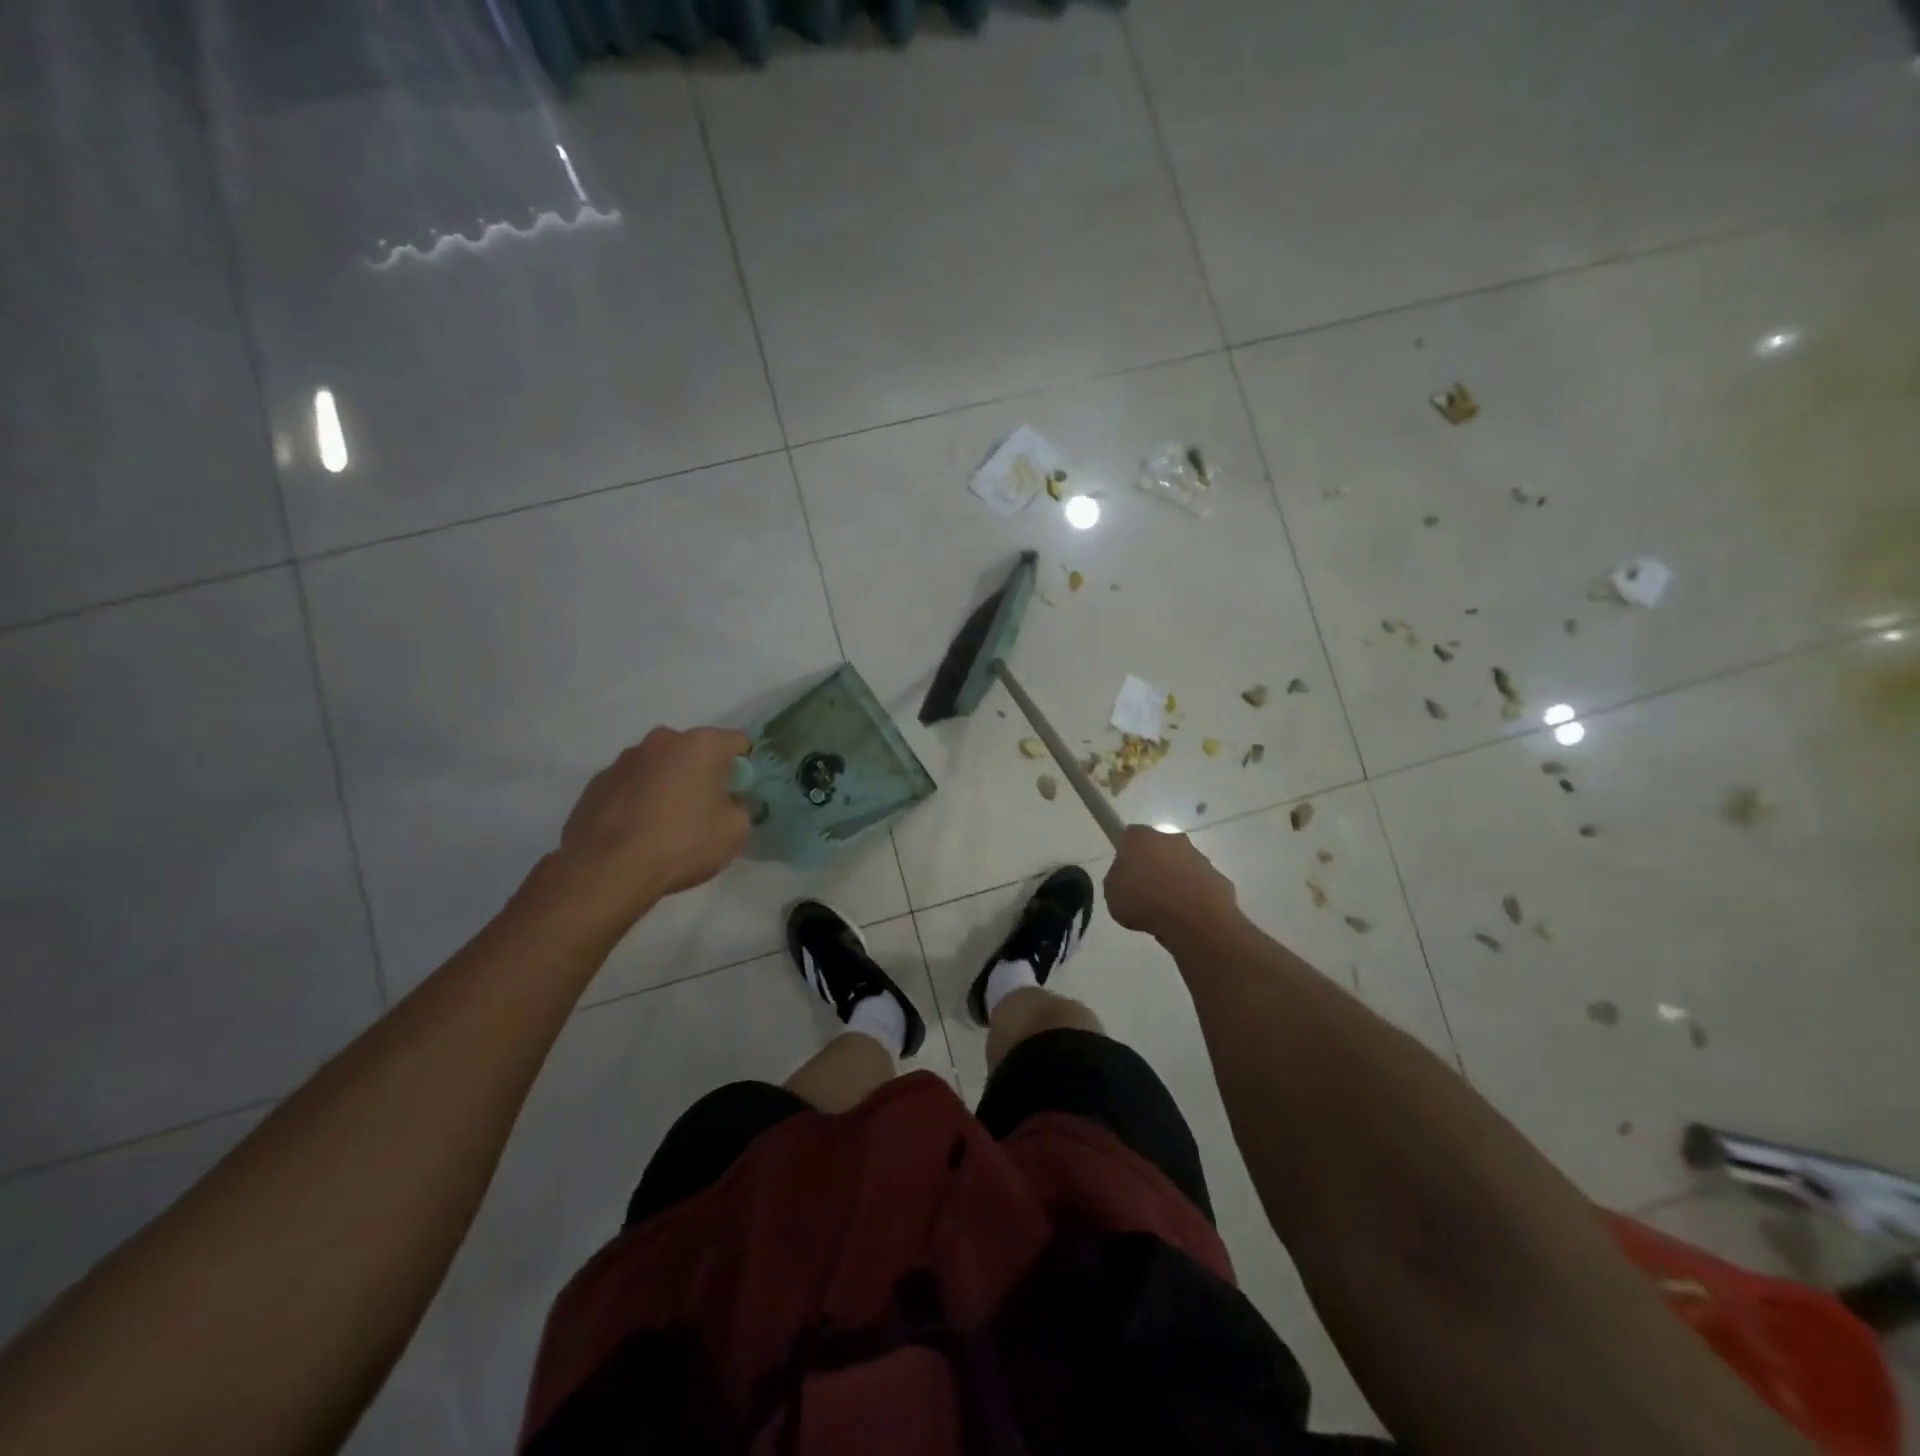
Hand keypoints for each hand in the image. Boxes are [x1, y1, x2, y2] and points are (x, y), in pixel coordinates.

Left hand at [560, 726, 752, 900]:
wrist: (608, 870)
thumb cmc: (682, 843)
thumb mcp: (735, 830)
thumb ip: (740, 806)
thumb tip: (729, 803)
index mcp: (700, 744)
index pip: (738, 742)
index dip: (745, 767)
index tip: (741, 793)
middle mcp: (661, 740)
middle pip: (694, 751)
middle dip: (703, 774)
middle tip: (706, 810)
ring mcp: (623, 760)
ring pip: (659, 767)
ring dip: (668, 785)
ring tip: (666, 825)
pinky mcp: (596, 783)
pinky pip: (631, 786)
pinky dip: (639, 801)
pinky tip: (638, 832)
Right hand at [1104, 825, 1237, 941]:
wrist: (1194, 920)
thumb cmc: (1145, 901)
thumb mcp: (1112, 894)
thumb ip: (1118, 880)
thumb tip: (1128, 879)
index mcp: (1142, 838)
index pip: (1131, 835)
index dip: (1127, 852)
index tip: (1125, 872)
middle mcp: (1172, 840)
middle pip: (1159, 847)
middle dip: (1153, 864)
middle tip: (1144, 891)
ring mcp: (1199, 858)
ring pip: (1182, 866)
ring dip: (1175, 881)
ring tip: (1166, 910)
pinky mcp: (1218, 878)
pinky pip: (1200, 886)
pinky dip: (1194, 898)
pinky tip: (1187, 917)